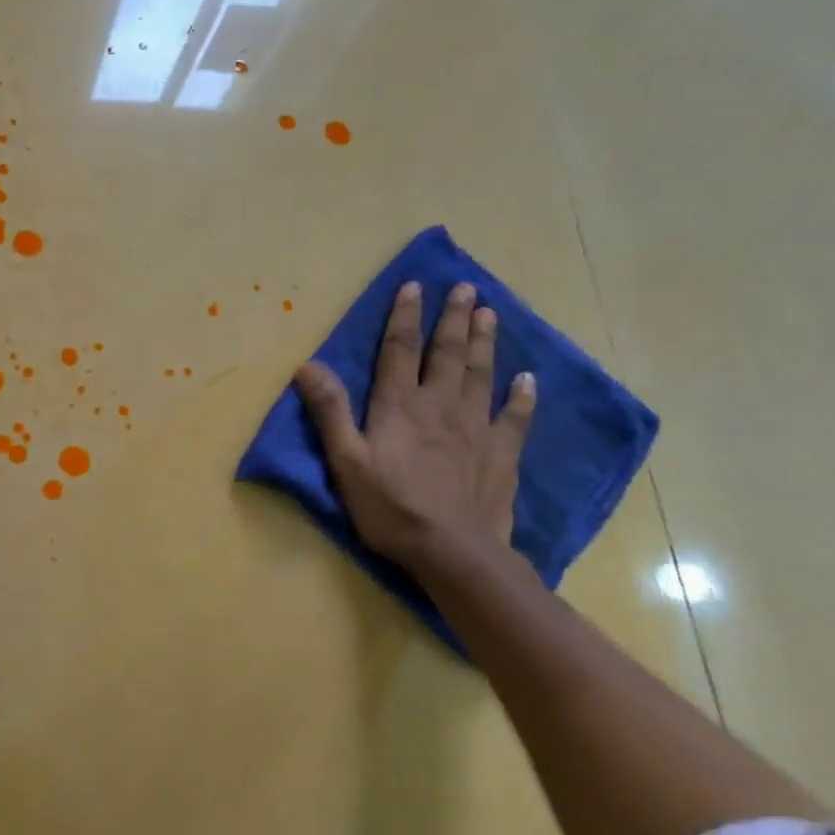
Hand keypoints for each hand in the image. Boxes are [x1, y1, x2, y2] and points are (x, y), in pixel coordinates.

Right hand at [294, 280, 534, 569]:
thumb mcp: (345, 460)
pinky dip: (521, 396)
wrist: (452, 550)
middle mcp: (440, 405)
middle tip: (466, 288)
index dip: (405, 315)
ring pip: (481, 374)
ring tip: (489, 313)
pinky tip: (527, 380)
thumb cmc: (389, 506)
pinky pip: (514, 417)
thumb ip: (330, 411)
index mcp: (399, 405)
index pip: (400, 349)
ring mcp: (476, 428)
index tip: (415, 284)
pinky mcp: (500, 454)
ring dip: (485, 342)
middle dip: (454, 318)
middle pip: (448, 353)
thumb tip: (308, 365)